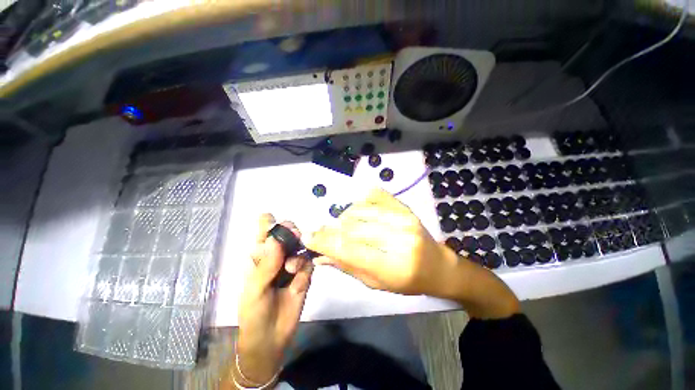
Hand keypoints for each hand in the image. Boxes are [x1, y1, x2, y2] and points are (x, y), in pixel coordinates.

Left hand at [236, 214, 313, 384]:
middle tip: (293, 233)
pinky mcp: (305, 274)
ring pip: (300, 247)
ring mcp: (292, 264)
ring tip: (291, 269)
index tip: (270, 217)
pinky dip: (304, 271)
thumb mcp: (255, 290)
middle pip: (286, 235)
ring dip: (297, 253)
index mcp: (260, 257)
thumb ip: (266, 265)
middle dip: (289, 231)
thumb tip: (276, 239)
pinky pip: (308, 264)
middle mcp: (277, 256)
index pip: (263, 234)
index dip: (267, 223)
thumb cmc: (254, 313)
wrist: (271, 338)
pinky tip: (297, 283)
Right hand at [306, 188, 451, 295]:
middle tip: (321, 231)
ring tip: (343, 225)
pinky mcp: (405, 207)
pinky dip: (360, 201)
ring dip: (344, 217)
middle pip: (353, 228)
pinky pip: (375, 195)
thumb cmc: (408, 281)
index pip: (351, 251)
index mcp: (394, 267)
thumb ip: (348, 267)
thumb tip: (320, 255)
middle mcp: (400, 239)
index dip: (325, 243)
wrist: (438, 266)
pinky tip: (358, 210)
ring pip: (360, 210)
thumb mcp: (377, 283)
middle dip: (331, 229)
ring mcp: (405, 219)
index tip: (307, 237)